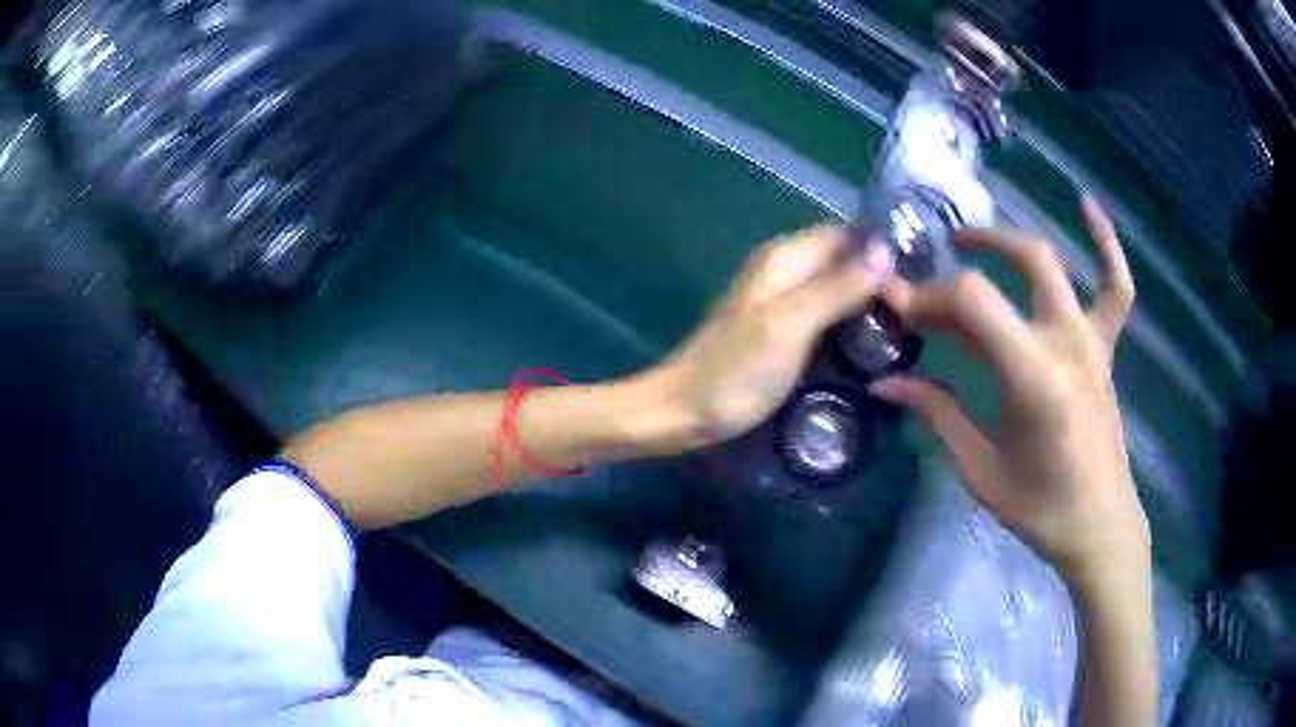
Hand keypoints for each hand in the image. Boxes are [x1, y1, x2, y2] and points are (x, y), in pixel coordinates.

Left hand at [644, 224, 893, 446]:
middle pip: (844, 258)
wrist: (683, 410)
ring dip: (867, 299)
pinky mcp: (782, 326)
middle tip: (917, 312)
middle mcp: (785, 267)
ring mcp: (782, 297)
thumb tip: (885, 250)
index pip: (848, 234)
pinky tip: (870, 339)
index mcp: (786, 257)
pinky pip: (826, 309)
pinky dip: (849, 318)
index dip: (883, 251)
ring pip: (837, 283)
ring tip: (905, 327)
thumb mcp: (791, 326)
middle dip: (880, 277)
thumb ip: (837, 287)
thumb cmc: (735, 371)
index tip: (919, 282)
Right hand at [869, 196, 1148, 591]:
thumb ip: (938, 414)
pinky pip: (1115, 286)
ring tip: (976, 241)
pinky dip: (1106, 244)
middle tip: (932, 270)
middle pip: (1019, 264)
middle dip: (968, 256)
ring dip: (1012, 242)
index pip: (974, 302)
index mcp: (1036, 377)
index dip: (928, 295)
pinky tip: (1088, 206)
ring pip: (1054, 265)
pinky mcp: (1105, 349)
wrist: (1101, 525)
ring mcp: (1092, 341)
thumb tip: (886, 382)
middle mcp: (1067, 343)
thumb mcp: (982, 471)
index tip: (895, 308)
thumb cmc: (1042, 509)